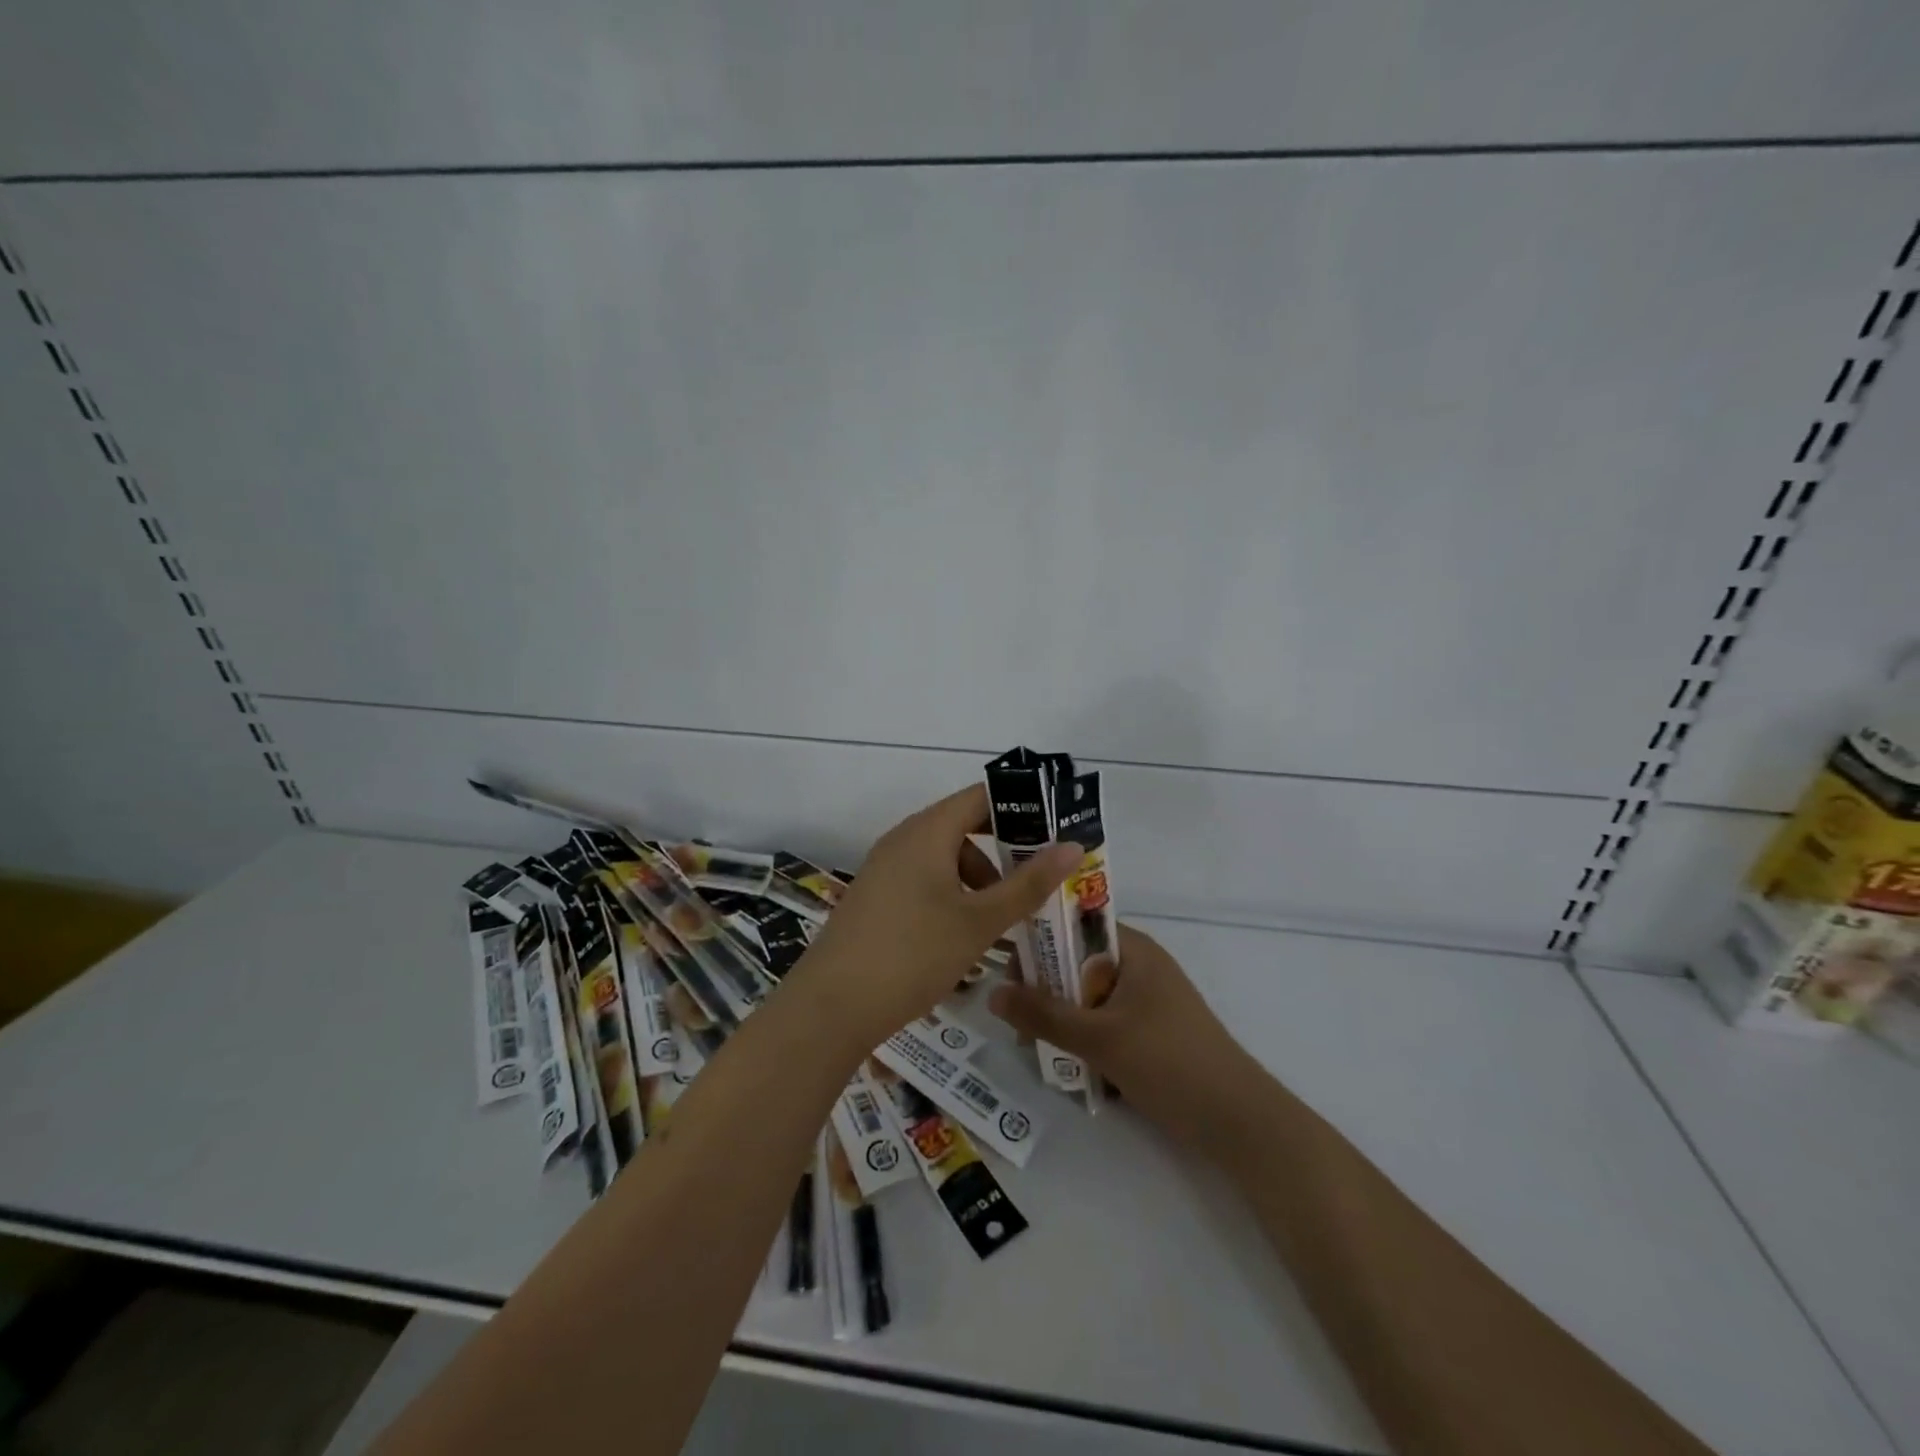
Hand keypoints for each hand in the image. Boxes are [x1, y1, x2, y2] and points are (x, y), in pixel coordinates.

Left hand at [791, 784, 1081, 1049]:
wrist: (831, 1006)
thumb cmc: (913, 954)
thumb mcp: (979, 921)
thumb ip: (1027, 884)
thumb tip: (1072, 846)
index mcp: (927, 831)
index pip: (980, 797)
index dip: (1020, 808)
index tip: (1055, 832)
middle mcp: (903, 839)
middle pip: (963, 827)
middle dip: (1003, 851)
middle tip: (1037, 881)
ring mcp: (884, 868)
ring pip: (943, 858)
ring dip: (978, 879)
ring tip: (1002, 919)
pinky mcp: (875, 896)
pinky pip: (923, 880)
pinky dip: (952, 895)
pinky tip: (964, 935)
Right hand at [990, 924, 1266, 1157]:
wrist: (1238, 1121)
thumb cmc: (1169, 1063)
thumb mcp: (1098, 1038)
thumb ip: (1043, 1015)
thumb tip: (991, 993)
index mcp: (1133, 948)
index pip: (1075, 924)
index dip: (1039, 939)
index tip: (1008, 968)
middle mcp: (1140, 964)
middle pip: (1077, 961)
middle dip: (1044, 986)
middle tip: (1017, 1017)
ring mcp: (1148, 998)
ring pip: (1088, 994)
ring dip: (1061, 1014)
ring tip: (1034, 1043)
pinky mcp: (1152, 1030)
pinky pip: (1105, 1019)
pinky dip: (1083, 1033)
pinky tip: (1065, 1061)